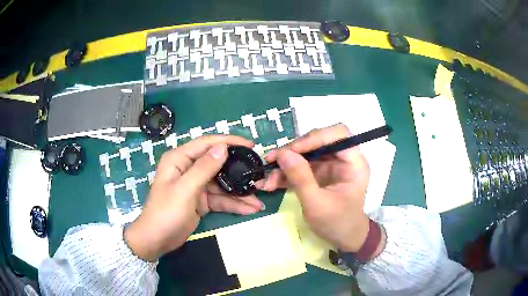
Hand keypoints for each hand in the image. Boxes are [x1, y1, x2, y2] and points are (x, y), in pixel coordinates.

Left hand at [124, 135, 264, 261]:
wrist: (157, 239)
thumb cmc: (166, 212)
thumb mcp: (185, 189)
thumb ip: (204, 168)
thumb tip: (223, 147)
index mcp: (180, 159)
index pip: (207, 144)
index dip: (229, 142)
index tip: (250, 145)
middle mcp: (188, 169)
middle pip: (218, 165)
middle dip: (238, 171)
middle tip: (258, 174)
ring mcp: (196, 186)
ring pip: (222, 184)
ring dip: (239, 193)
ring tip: (258, 200)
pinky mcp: (201, 201)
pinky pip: (220, 199)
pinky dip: (234, 204)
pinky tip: (249, 209)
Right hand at [255, 124, 371, 251]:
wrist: (343, 239)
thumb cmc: (337, 224)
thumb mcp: (316, 204)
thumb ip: (300, 178)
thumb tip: (282, 153)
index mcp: (354, 163)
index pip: (338, 134)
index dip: (315, 137)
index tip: (292, 151)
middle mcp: (343, 159)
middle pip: (318, 141)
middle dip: (293, 151)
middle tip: (272, 162)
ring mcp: (331, 166)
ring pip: (306, 154)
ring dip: (285, 164)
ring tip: (267, 179)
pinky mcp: (320, 174)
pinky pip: (301, 166)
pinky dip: (286, 173)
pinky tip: (272, 183)